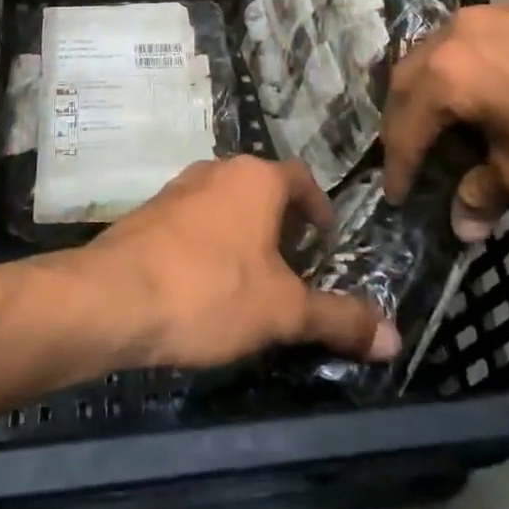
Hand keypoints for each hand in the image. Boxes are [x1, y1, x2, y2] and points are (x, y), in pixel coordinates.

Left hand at [70, 156, 400, 369]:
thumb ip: (338, 319)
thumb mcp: (283, 310)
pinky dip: (209, 241)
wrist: (113, 298)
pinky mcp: (148, 213)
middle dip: (281, 221)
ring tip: (252, 276)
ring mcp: (177, 188)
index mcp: (255, 178)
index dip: (318, 207)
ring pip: (224, 202)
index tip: (325, 239)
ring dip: (243, 230)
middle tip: (294, 263)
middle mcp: (217, 170)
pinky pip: (192, 219)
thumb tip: (394, 338)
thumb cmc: (210, 291)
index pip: (300, 179)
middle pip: (261, 188)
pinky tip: (205, 282)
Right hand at [383, 0, 508, 238]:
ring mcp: (497, 9)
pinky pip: (488, 32)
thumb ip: (486, 193)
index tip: (396, 195)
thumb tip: (463, 224)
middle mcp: (458, 31)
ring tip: (454, 111)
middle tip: (412, 149)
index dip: (399, 164)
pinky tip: (508, 78)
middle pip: (411, 75)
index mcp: (447, 74)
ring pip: (446, 45)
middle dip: (406, 116)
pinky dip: (479, 59)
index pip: (406, 125)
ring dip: (439, 80)